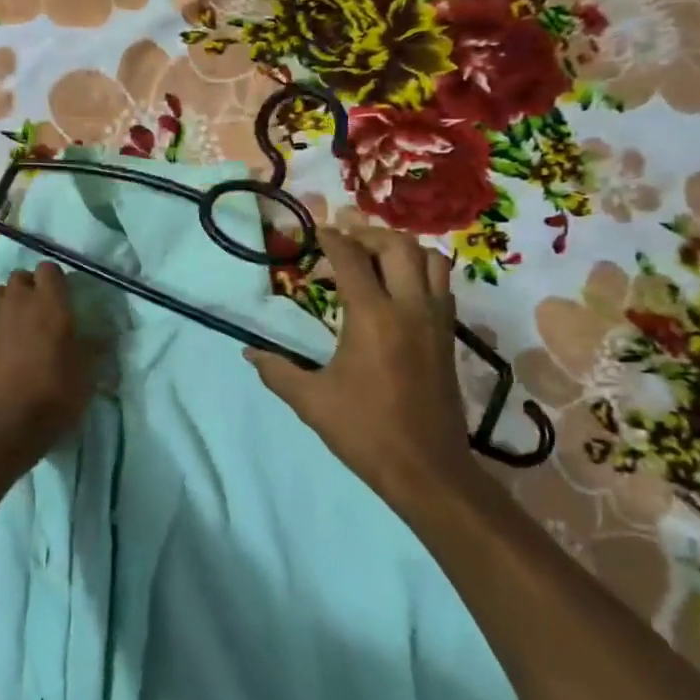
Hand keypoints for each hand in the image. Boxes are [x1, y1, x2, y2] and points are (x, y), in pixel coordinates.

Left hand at [0, 262, 96, 463]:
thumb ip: (92, 348)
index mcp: (49, 303)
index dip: (56, 281)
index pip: (50, 269)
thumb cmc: (53, 397)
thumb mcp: (86, 375)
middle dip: (30, 289)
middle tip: (39, 314)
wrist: (2, 426)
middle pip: (20, 277)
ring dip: (7, 303)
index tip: (63, 299)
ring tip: (15, 328)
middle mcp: (16, 301)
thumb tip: (102, 336)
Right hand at [247, 227, 489, 505]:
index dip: (332, 240)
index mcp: (373, 318)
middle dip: (368, 235)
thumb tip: (250, 352)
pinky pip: (442, 285)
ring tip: (375, 259)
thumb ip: (277, 371)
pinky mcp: (449, 337)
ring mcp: (436, 321)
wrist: (425, 467)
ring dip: (401, 249)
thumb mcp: (311, 401)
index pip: (352, 260)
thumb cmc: (364, 431)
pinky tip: (398, 290)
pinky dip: (421, 271)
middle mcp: (410, 308)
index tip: (316, 232)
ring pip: (431, 259)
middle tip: (344, 243)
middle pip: (398, 246)